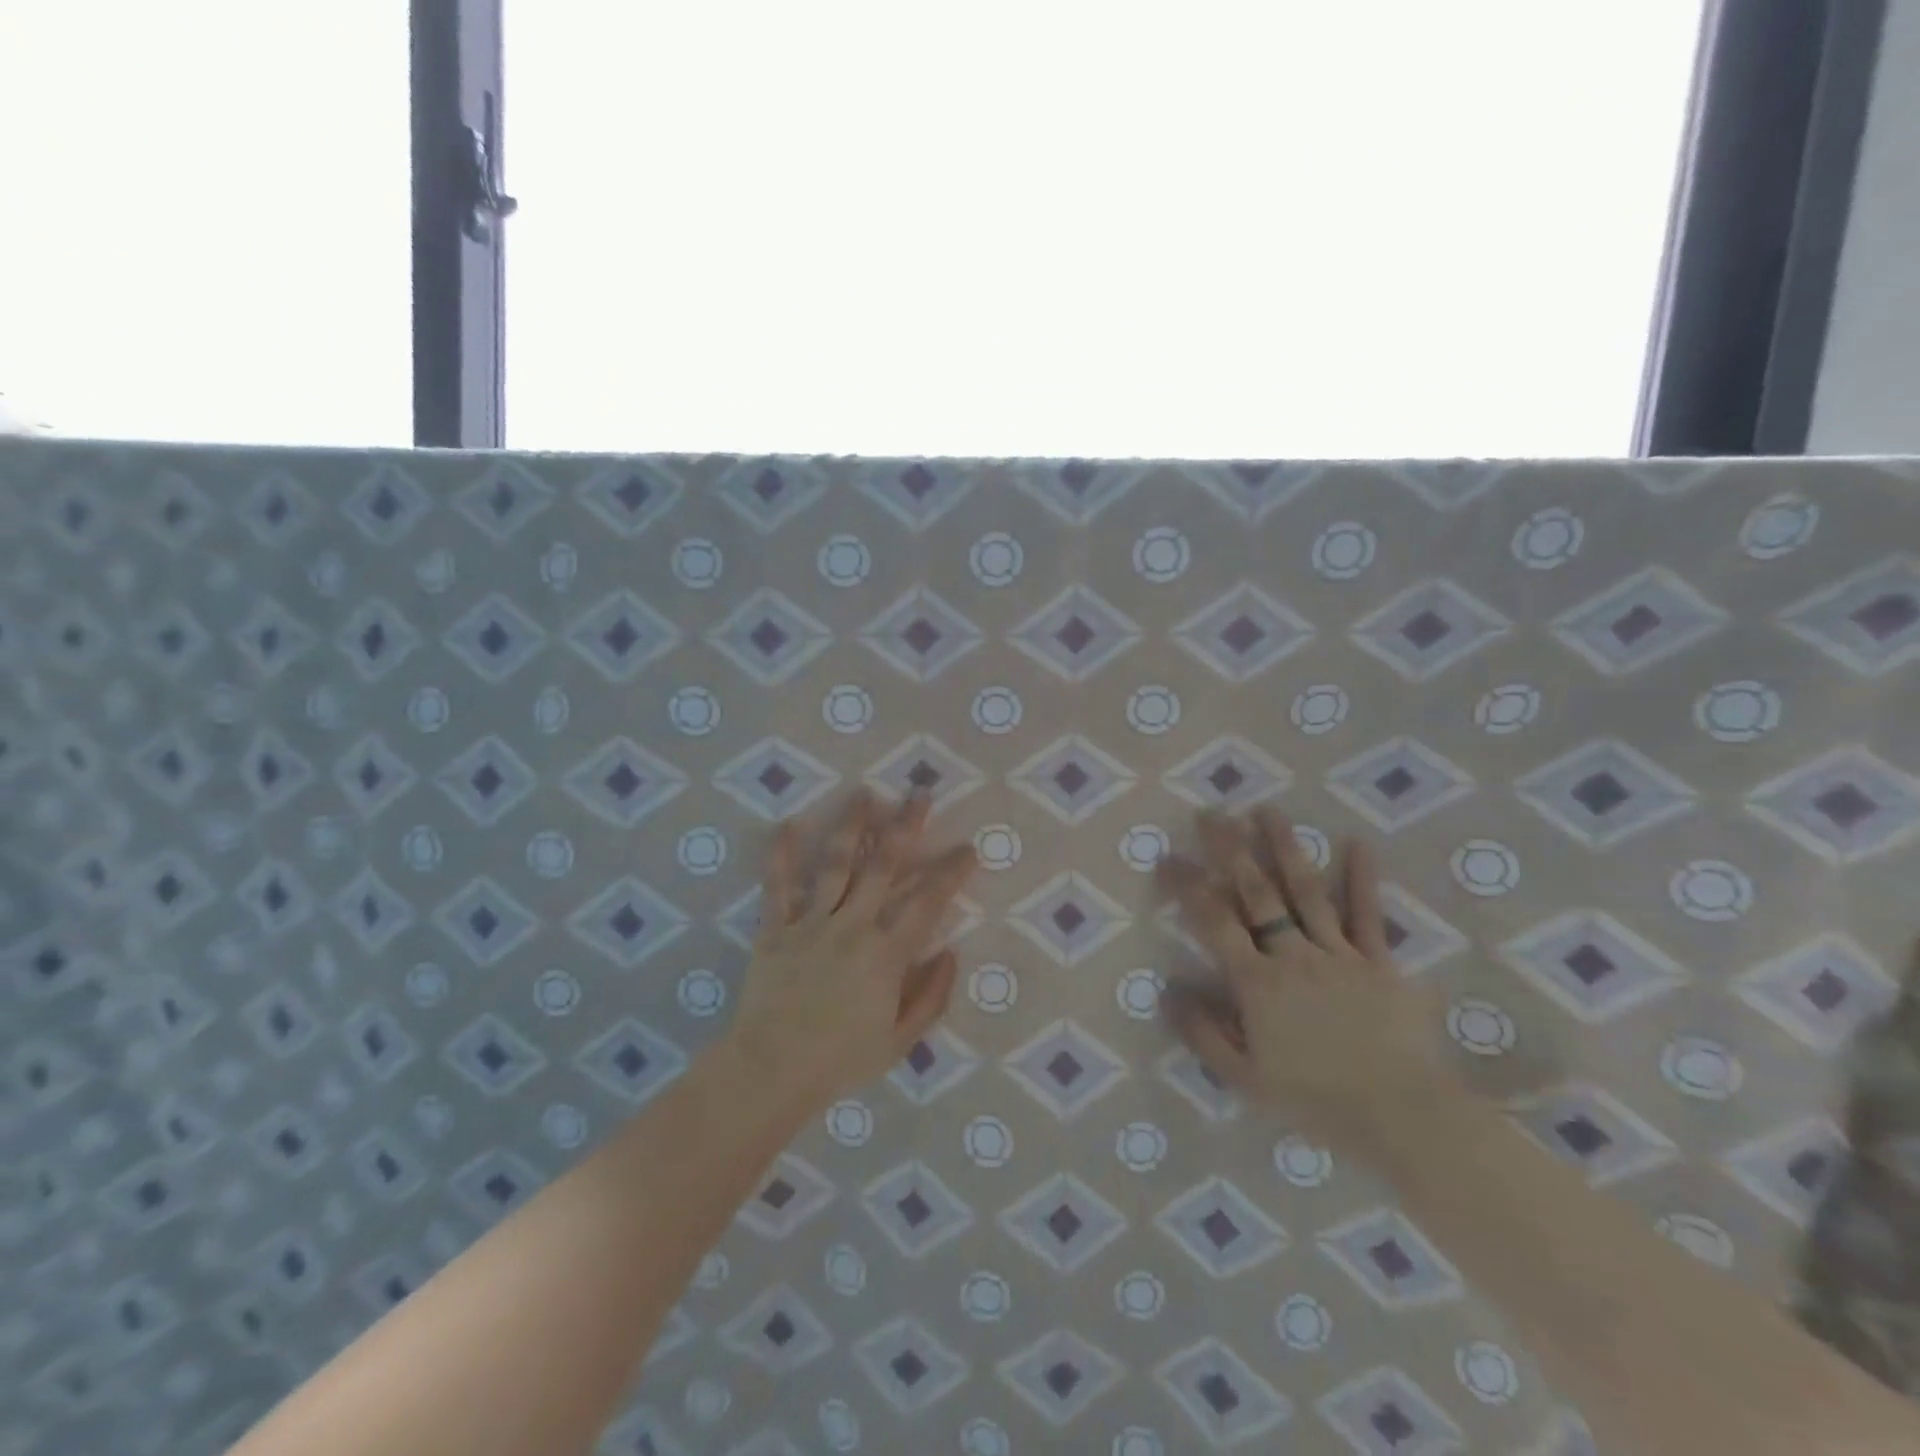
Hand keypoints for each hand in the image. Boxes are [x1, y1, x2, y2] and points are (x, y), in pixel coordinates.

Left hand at [726, 789, 977, 1111]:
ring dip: (851, 825)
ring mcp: (811, 922)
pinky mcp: (776, 928)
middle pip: (883, 866)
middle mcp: (852, 926)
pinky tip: (787, 823)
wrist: (771, 1070)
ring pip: (835, 863)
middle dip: (905, 826)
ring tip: (863, 792)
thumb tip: (951, 953)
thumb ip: (931, 996)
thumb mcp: (899, 1041)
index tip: (967, 848)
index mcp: (886, 954)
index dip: (950, 872)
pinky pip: (778, 885)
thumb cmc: (840, 1060)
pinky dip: (781, 854)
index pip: (927, 902)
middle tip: (920, 794)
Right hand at [1157, 805, 1452, 1155]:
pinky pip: (1367, 915)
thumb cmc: (1316, 1100)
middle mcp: (1293, 955)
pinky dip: (1361, 878)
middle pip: (1257, 893)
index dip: (1188, 886)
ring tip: (1267, 810)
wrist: (1400, 1115)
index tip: (1168, 856)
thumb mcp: (1244, 1079)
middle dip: (1230, 850)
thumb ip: (1203, 1034)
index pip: (1214, 922)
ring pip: (1306, 891)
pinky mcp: (1379, 962)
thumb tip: (1169, 992)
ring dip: (1285, 848)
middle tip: (1212, 813)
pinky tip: (1355, 842)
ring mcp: (1338, 954)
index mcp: (1257, 982)